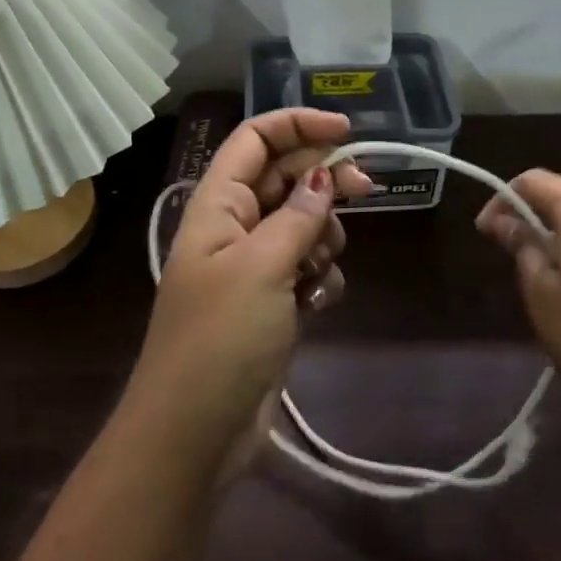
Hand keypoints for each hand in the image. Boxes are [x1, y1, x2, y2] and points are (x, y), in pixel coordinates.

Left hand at [130, 109, 371, 471]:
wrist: (194, 436)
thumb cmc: (219, 340)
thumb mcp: (261, 267)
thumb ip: (297, 216)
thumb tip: (325, 176)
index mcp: (217, 204)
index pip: (256, 140)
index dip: (298, 125)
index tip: (348, 132)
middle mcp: (234, 226)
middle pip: (286, 178)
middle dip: (324, 181)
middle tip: (366, 190)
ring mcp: (254, 266)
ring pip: (303, 223)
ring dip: (323, 238)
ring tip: (317, 271)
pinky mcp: (272, 302)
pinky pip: (308, 267)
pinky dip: (320, 278)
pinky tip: (318, 303)